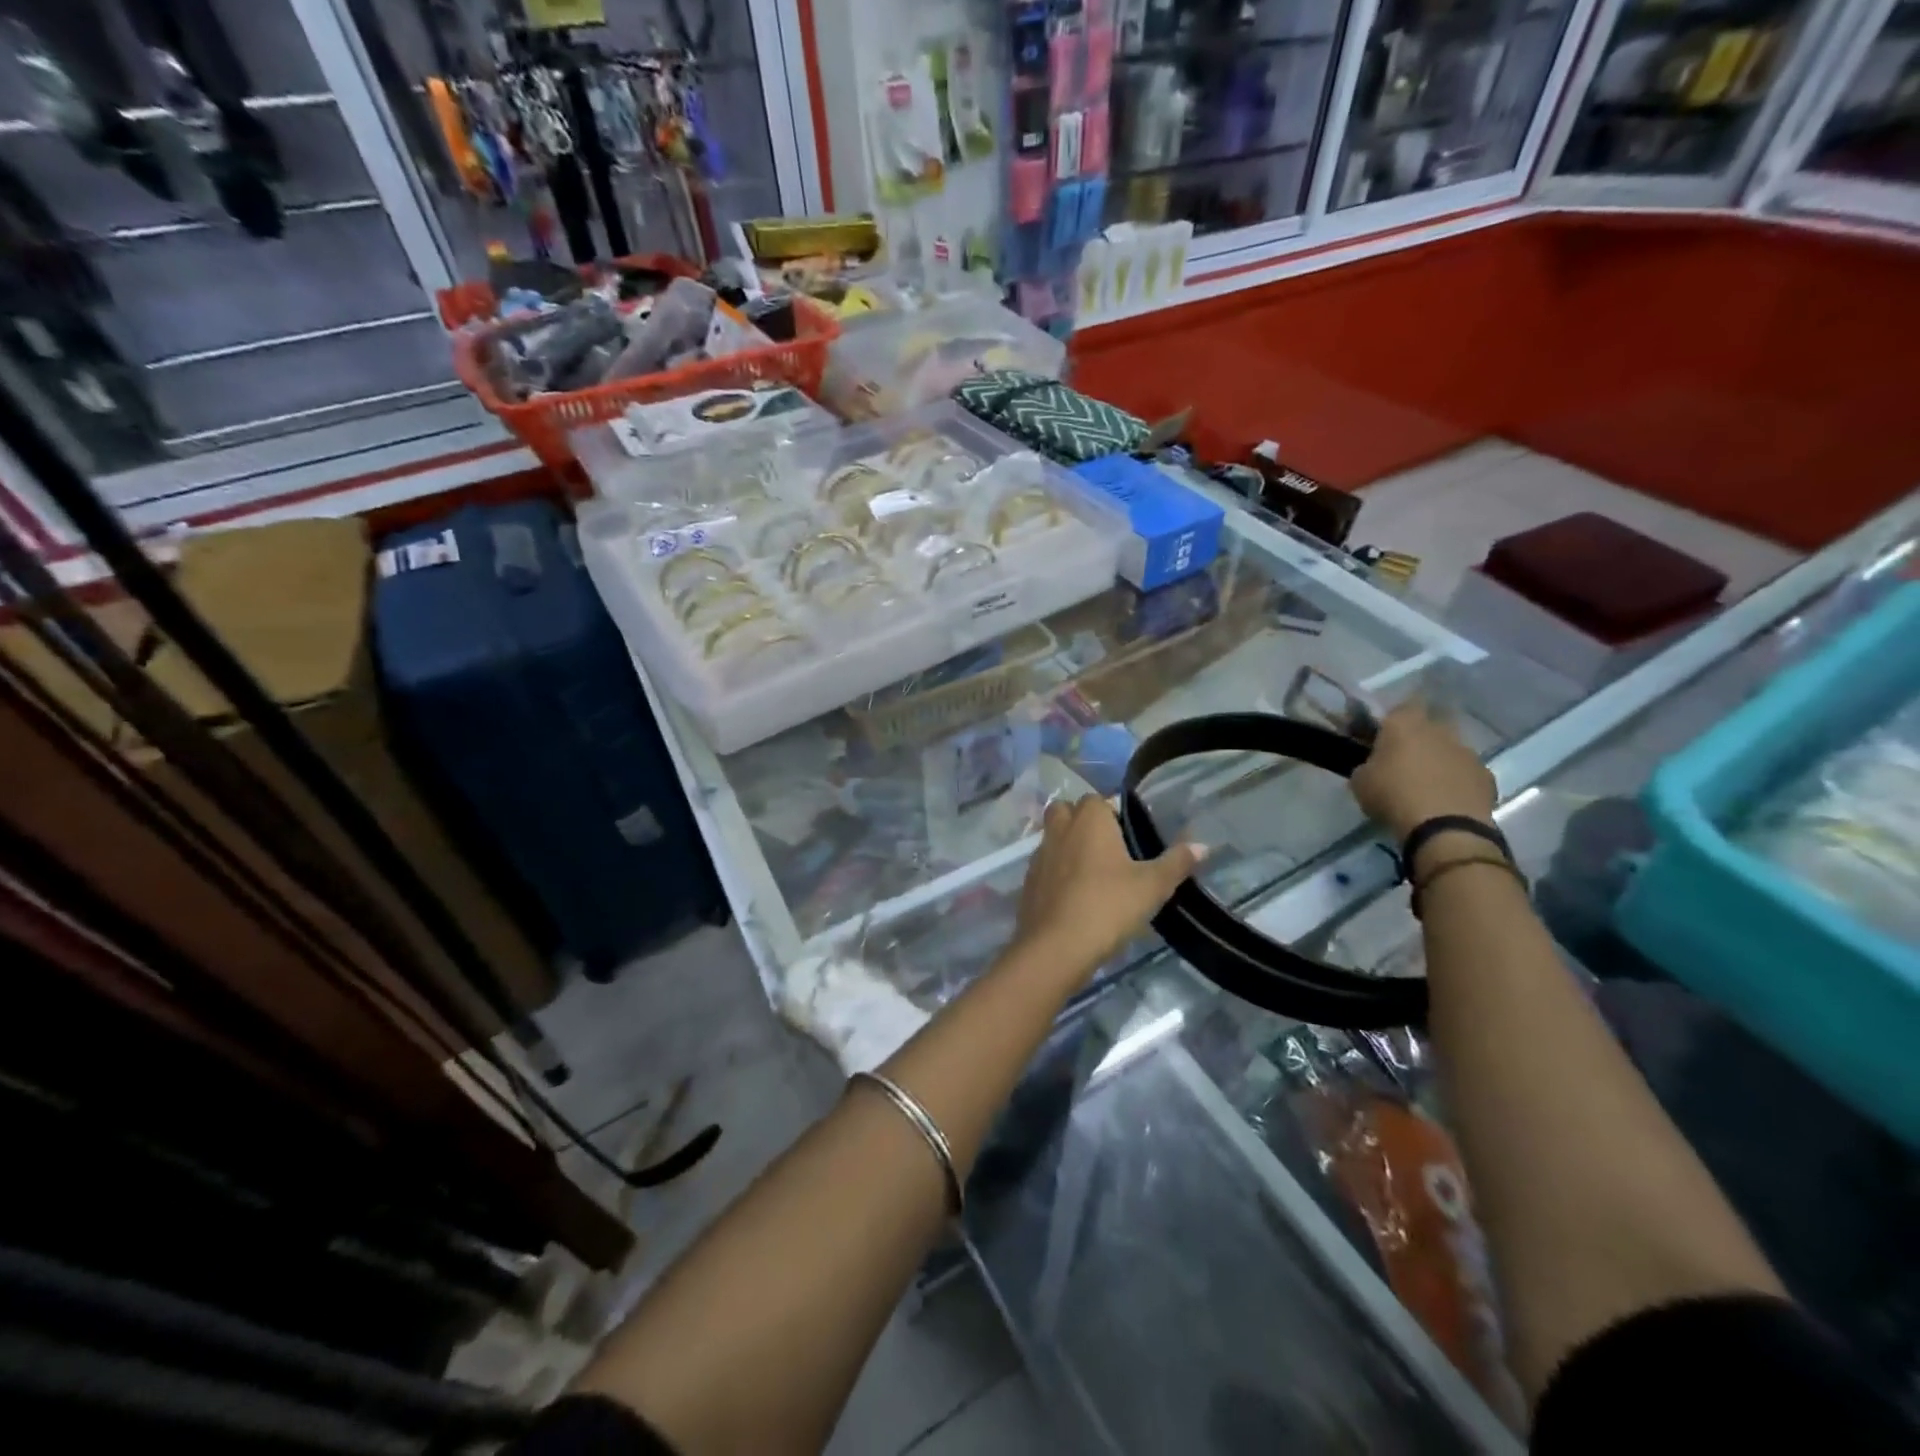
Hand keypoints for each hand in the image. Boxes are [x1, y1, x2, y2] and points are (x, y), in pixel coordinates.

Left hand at [1010, 795, 1204, 977]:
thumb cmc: (1108, 906)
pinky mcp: (1028, 881)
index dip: (1112, 813)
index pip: (1097, 799)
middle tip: (1108, 849)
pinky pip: (1044, 866)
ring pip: (1053, 838)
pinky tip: (1074, 896)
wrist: (1056, 947)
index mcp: (1089, 819)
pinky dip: (1056, 873)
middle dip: (1082, 822)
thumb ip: (1176, 862)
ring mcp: (1039, 855)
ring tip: (1093, 874)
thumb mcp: (1152, 886)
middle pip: (1066, 811)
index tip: (1129, 836)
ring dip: (1068, 847)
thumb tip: (1202, 844)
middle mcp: (1059, 829)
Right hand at [1351, 701, 1496, 842]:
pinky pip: (1466, 773)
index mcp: (1404, 724)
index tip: (1382, 734)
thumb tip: (1375, 767)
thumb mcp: (1360, 781)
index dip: (1393, 718)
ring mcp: (1467, 752)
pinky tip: (1445, 801)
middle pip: (1430, 725)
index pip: (1401, 705)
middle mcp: (1439, 730)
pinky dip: (1457, 782)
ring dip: (1439, 761)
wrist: (1445, 827)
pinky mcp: (1487, 776)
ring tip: (1425, 785)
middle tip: (1404, 760)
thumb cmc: (1393, 796)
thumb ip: (1367, 765)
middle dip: (1419, 738)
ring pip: (1449, 749)